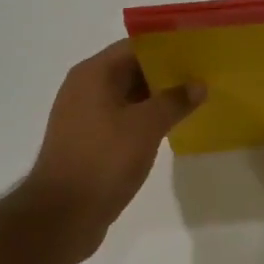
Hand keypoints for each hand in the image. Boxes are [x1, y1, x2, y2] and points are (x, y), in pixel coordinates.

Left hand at [26, 40, 202, 260]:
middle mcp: (85, 88)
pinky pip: (122, 119)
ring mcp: (84, 116)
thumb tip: (198, 84)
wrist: (61, 217)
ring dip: (157, 98)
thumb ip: (174, 101)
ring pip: (128, 96)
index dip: (167, 46)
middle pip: (131, 69)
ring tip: (193, 99)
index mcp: (94, 74)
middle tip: (202, 74)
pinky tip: (171, 126)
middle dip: (166, 73)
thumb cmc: (103, 160)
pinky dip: (144, 119)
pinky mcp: (88, 142)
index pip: (135, 46)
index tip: (197, 50)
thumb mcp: (146, 126)